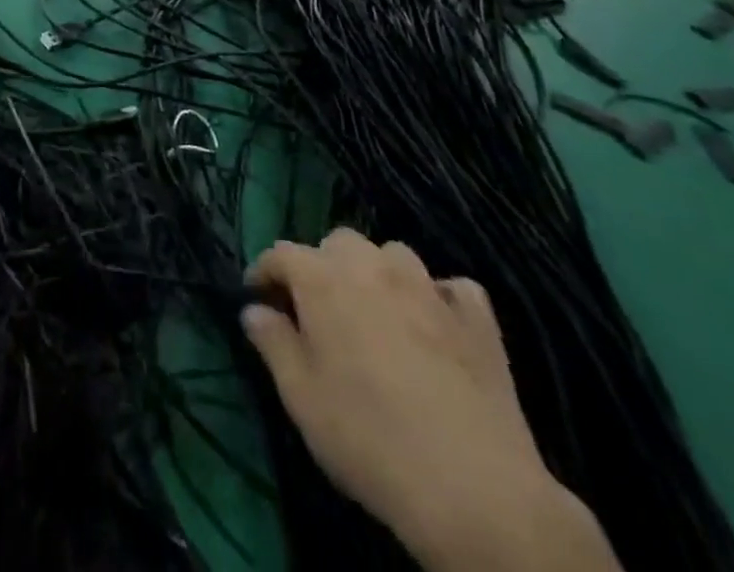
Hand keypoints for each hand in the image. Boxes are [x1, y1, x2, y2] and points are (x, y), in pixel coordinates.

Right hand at [242, 231, 613, 571]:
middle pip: (338, 242)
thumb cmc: (369, 438)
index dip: (264, 272)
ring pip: (393, 255)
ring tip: (376, 312)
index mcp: (322, 278)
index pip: (281, 253)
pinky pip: (453, 288)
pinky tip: (436, 325)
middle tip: (319, 310)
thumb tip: (254, 310)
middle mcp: (372, 267)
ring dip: (378, 273)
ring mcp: (429, 288)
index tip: (258, 298)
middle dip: (323, 266)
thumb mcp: (300, 397)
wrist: (475, 490)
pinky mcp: (479, 320)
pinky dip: (439, 297)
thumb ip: (272, 343)